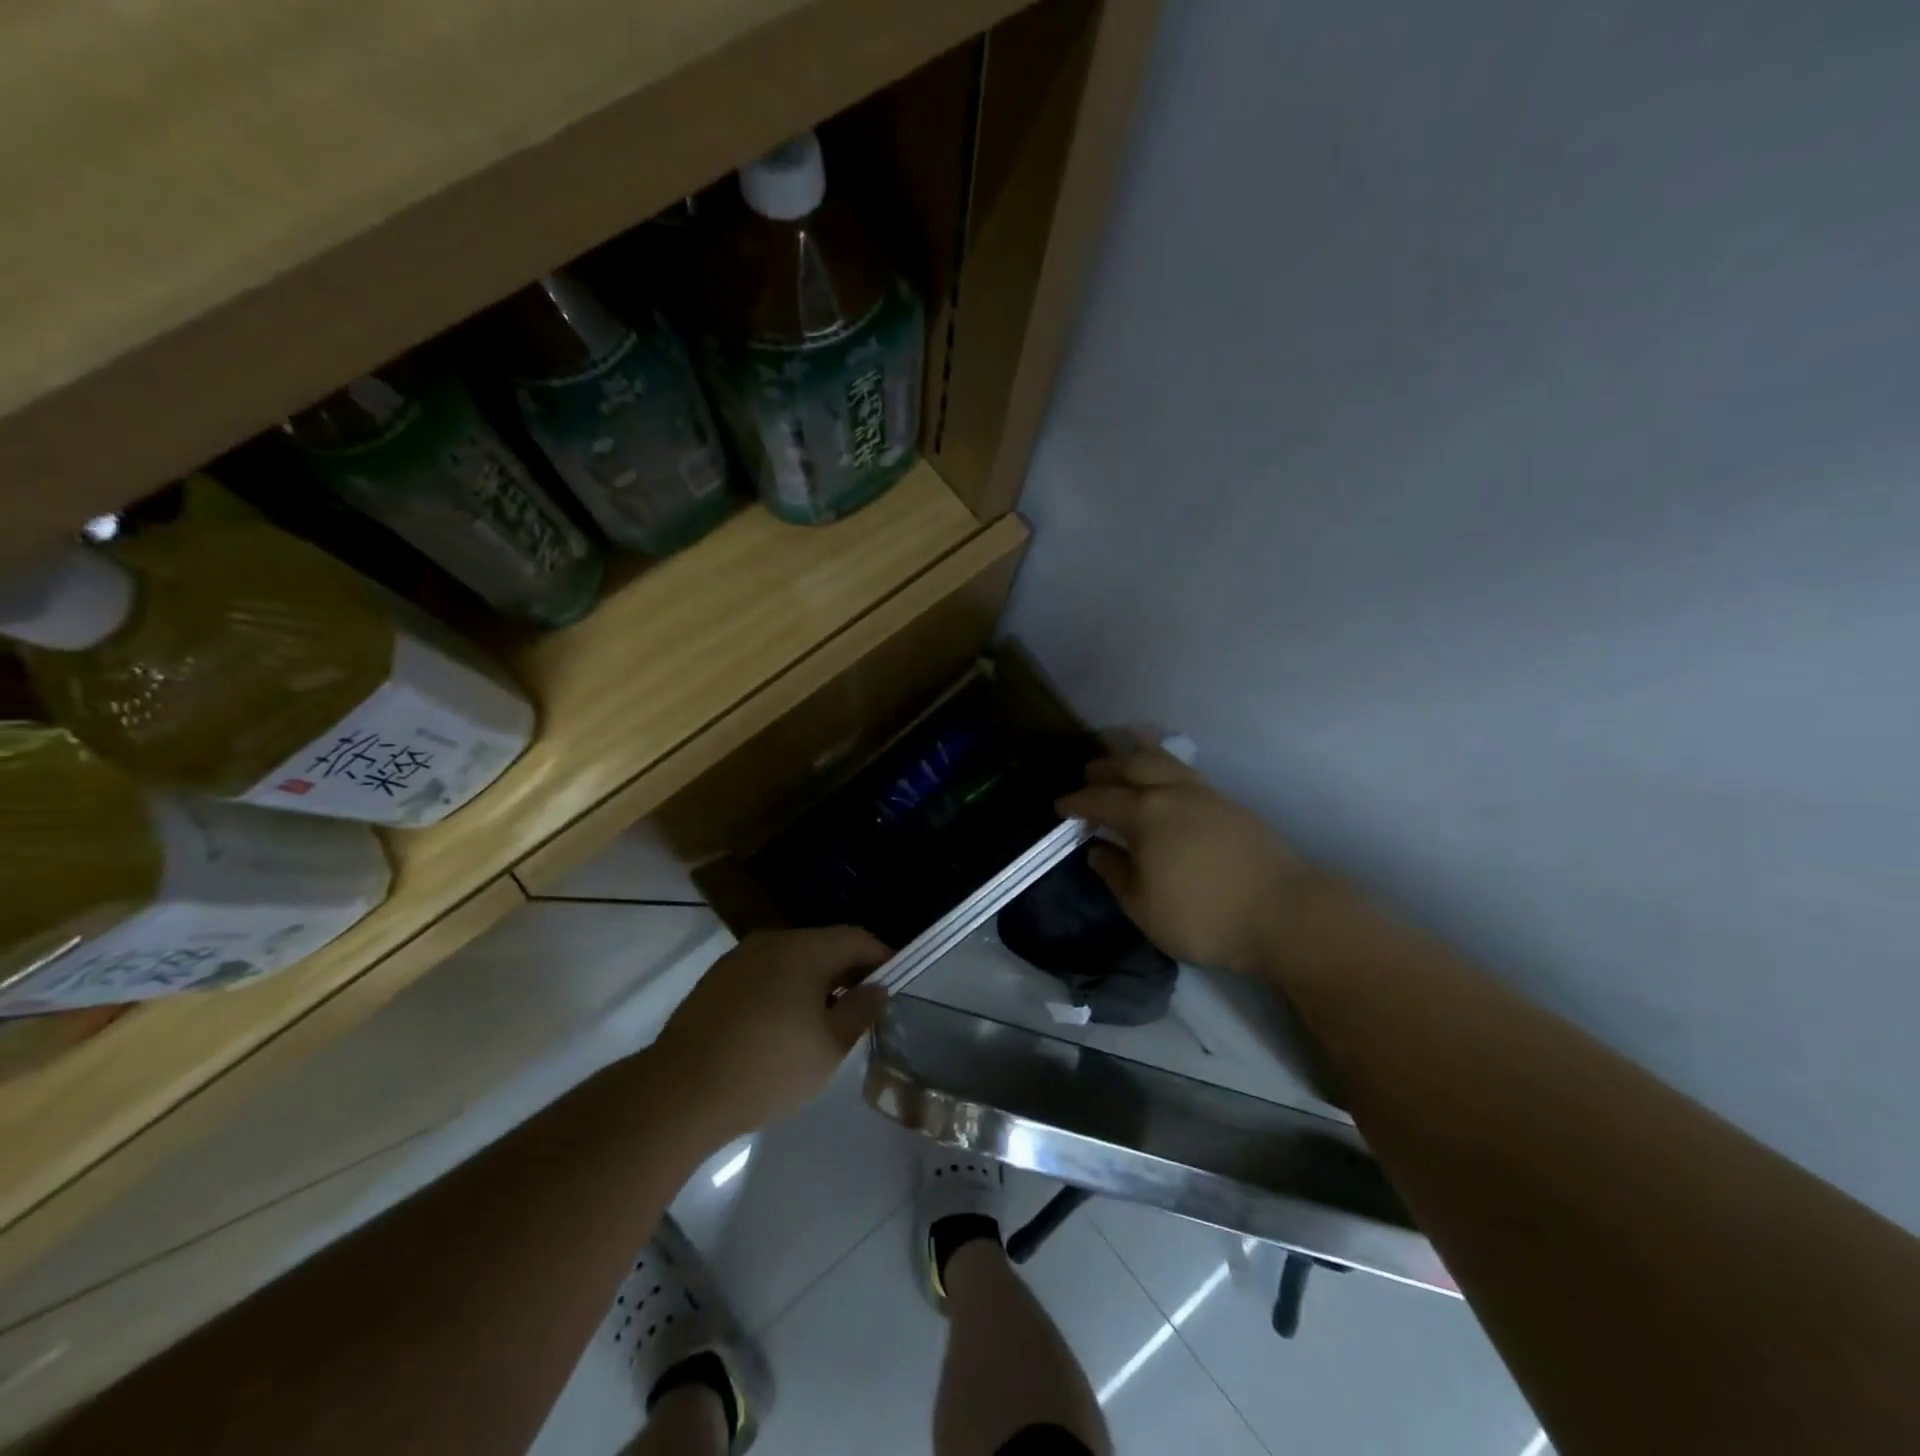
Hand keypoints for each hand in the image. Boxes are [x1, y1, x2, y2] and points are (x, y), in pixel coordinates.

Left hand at [651, 927, 889, 1146]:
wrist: (680, 1092)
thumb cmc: (768, 1067)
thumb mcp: (829, 1048)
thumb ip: (859, 1011)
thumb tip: (877, 987)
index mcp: (805, 949)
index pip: (856, 939)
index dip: (881, 958)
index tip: (894, 984)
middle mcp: (772, 942)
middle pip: (823, 945)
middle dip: (847, 972)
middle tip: (860, 1008)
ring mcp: (739, 959)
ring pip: (791, 960)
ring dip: (814, 982)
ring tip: (821, 1022)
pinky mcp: (716, 981)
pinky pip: (764, 975)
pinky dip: (783, 990)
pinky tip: (780, 1028)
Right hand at [1058, 746, 1303, 978]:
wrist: (1285, 913)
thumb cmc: (1204, 916)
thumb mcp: (1144, 907)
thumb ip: (1116, 874)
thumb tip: (1097, 849)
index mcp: (1145, 815)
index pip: (1101, 800)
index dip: (1077, 802)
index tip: (1060, 805)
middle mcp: (1172, 793)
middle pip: (1132, 767)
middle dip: (1106, 766)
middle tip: (1088, 771)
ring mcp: (1206, 794)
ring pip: (1164, 760)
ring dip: (1137, 753)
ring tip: (1124, 747)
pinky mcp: (1230, 803)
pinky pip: (1186, 770)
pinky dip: (1166, 764)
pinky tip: (1166, 775)